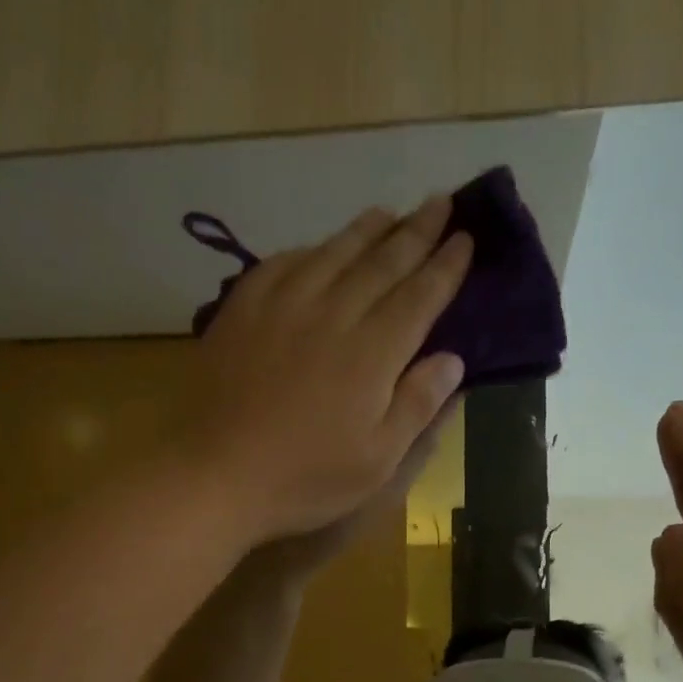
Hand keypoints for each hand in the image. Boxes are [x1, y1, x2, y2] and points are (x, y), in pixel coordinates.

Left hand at [181, 196, 469, 547]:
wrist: (217, 475)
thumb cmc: (305, 478)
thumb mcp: (377, 460)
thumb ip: (417, 405)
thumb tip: (452, 358)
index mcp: (372, 353)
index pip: (420, 296)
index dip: (446, 267)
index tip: (466, 239)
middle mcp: (332, 315)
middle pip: (382, 263)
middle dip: (416, 232)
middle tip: (439, 203)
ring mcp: (283, 307)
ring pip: (333, 254)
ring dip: (366, 230)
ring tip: (388, 213)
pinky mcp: (243, 311)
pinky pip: (282, 264)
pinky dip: (309, 250)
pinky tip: (317, 248)